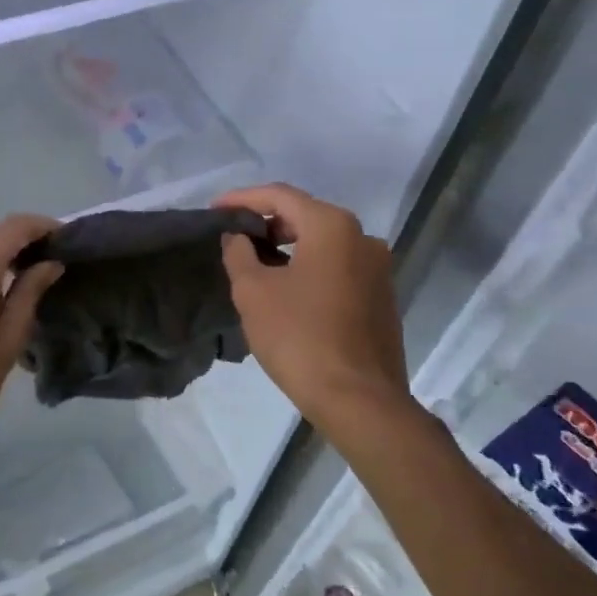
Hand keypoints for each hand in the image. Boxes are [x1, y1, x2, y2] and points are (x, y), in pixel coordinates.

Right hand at [217, 184, 407, 426]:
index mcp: (332, 226)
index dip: (242, 199)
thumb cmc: (300, 337)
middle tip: (234, 237)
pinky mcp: (382, 297)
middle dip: (267, 223)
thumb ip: (239, 253)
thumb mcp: (253, 292)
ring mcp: (378, 268)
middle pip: (306, 215)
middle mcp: (362, 237)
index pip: (280, 196)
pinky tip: (288, 289)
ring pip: (324, 243)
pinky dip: (310, 267)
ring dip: (288, 247)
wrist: (359, 400)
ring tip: (255, 263)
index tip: (215, 210)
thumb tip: (238, 237)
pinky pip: (339, 267)